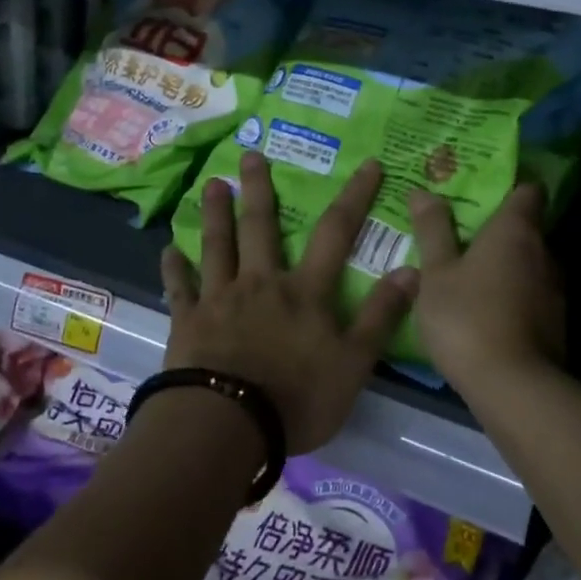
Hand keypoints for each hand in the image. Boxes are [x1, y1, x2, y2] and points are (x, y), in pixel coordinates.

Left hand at [160, 152, 415, 453]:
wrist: (226, 426)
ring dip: (215, 214)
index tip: (368, 164)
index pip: (336, 233)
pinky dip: (174, 268)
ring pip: (218, 246)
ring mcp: (220, 299)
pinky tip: (168, 250)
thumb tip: (412, 269)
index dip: (354, 197)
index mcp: (305, 292)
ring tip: (211, 184)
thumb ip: (381, 316)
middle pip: (261, 227)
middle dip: (258, 189)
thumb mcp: (354, 363)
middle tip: (250, 154)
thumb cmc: (296, 397)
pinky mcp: (188, 322)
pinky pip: (180, 289)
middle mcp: (261, 283)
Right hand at [406, 183, 564, 392]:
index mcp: (516, 230)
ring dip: (504, 265)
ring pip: (528, 263)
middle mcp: (544, 251)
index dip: (509, 185)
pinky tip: (484, 310)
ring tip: (468, 273)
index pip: (528, 189)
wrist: (515, 388)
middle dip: (497, 228)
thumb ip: (432, 230)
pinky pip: (531, 293)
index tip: (481, 189)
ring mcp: (555, 289)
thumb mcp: (436, 273)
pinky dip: (512, 294)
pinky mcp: (556, 322)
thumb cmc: (469, 317)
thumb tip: (423, 191)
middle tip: (460, 232)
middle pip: (525, 227)